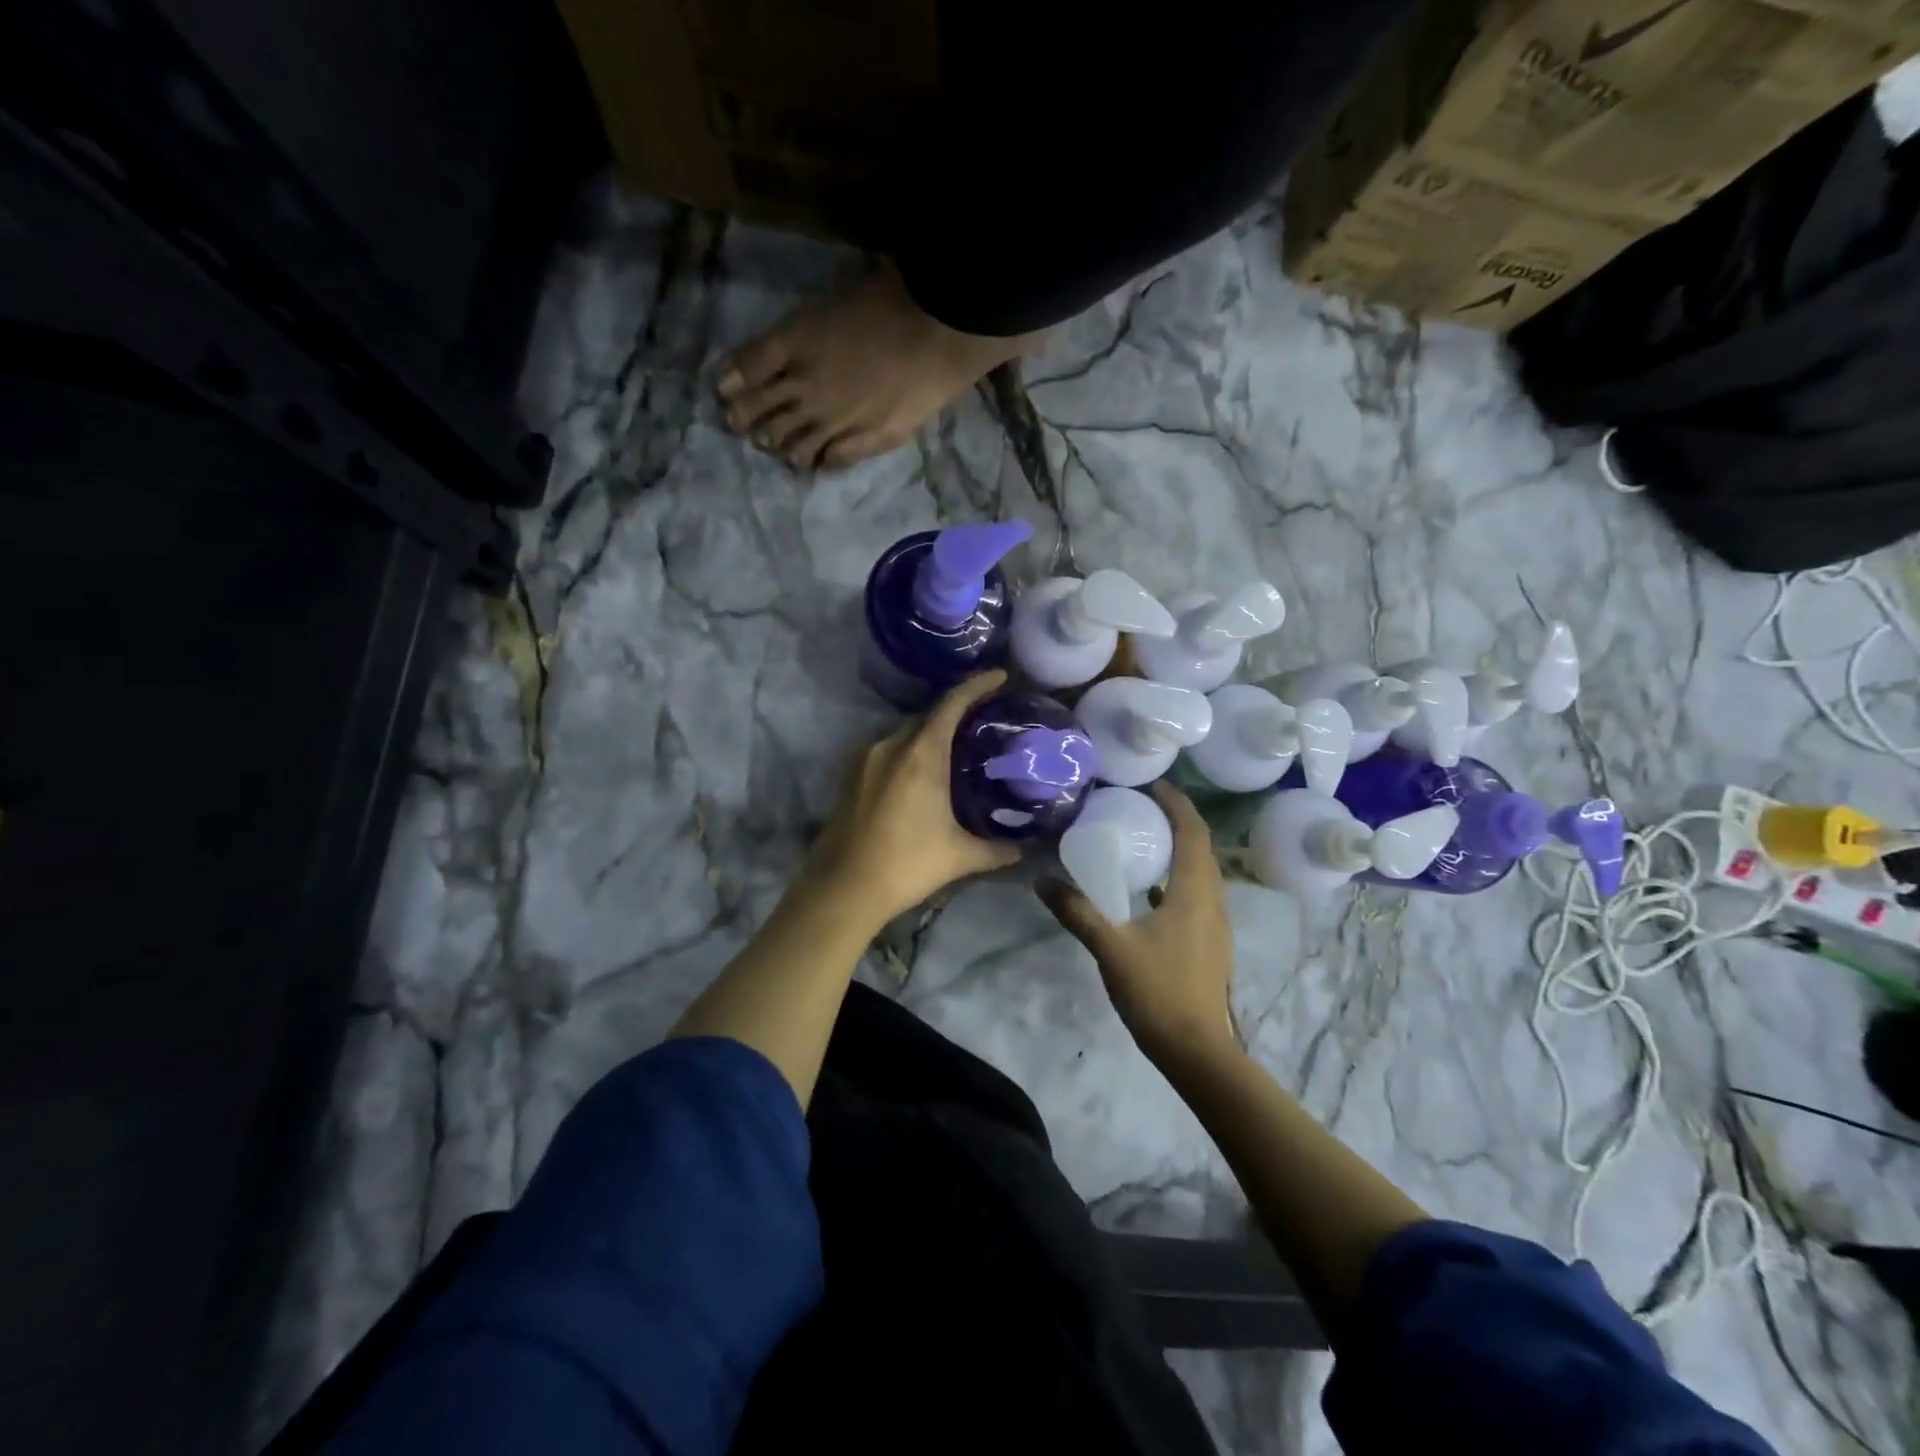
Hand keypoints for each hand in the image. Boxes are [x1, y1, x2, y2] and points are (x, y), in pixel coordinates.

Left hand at [799, 671, 1022, 926]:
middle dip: (956, 711)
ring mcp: (865, 759)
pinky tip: (922, 775)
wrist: (842, 888)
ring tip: (956, 749)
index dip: (976, 685)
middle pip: (928, 716)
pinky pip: (887, 750)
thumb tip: (1025, 850)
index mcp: (920, 754)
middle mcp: (890, 745)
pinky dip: (909, 752)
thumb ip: (997, 850)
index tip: (999, 676)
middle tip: (984, 718)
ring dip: (930, 734)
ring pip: (905, 733)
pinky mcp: (849, 776)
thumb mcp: (960, 857)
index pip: (951, 704)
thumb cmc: (906, 865)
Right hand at [1038, 782, 1239, 1071]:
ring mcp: (1215, 923)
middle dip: (1178, 820)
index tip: (1153, 784)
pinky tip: (1151, 890)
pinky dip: (1178, 877)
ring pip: (1202, 872)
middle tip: (1144, 805)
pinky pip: (1197, 894)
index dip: (1178, 803)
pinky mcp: (1210, 942)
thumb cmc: (1158, 991)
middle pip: (1201, 847)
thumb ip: (1077, 911)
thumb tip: (1041, 881)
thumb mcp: (1110, 947)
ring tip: (1146, 839)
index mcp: (1194, 892)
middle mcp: (1213, 900)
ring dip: (1180, 848)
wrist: (1196, 1050)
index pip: (1194, 832)